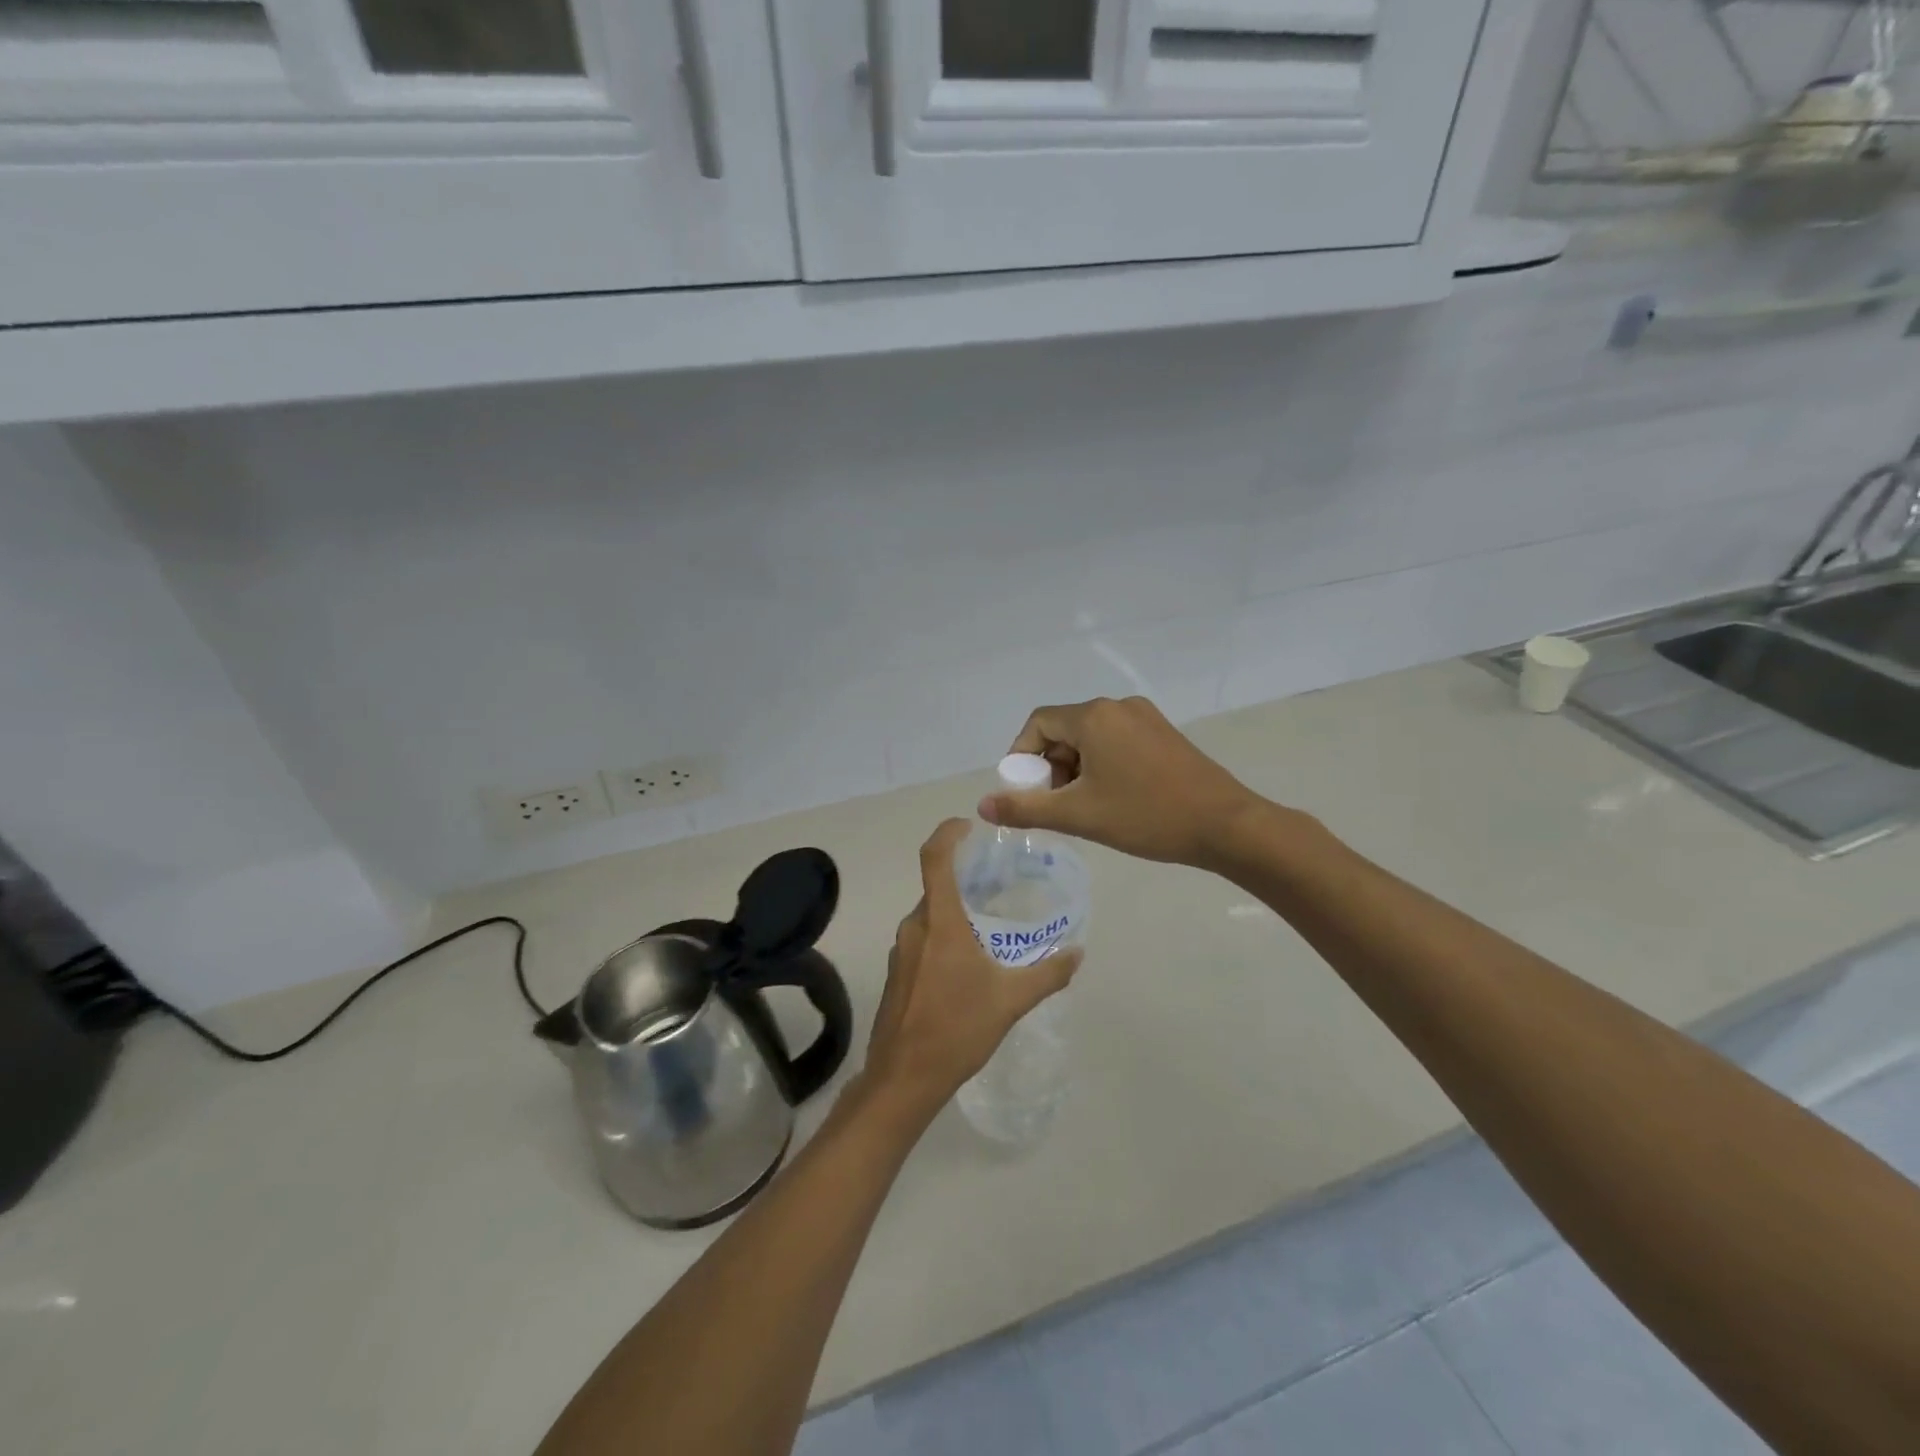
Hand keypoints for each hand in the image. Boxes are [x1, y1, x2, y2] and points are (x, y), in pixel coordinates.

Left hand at [860, 819, 1080, 1121]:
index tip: (969, 826)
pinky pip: (922, 940)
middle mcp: (914, 927)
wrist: (903, 1078)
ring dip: (956, 912)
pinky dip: (944, 937)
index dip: (948, 833)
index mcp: (939, 922)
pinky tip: (967, 964)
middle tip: (998, 883)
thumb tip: (1078, 953)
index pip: (934, 858)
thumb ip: (1048, 974)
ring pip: (930, 916)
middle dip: (965, 880)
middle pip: (936, 887)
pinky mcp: (896, 974)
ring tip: (989, 925)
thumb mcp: (1011, 1000)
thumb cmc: (957, 1029)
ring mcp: (900, 951)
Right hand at [978, 697, 1260, 869]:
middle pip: (1065, 729)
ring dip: (1076, 769)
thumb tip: (983, 806)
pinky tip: (1114, 798)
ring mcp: (1145, 718)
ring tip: (1085, 808)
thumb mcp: (1079, 815)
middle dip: (1051, 767)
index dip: (1022, 757)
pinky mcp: (1164, 733)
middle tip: (1057, 806)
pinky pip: (1117, 742)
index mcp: (1094, 716)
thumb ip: (1026, 808)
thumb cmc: (1146, 816)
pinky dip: (1102, 765)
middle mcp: (1117, 706)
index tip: (1026, 792)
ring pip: (1091, 738)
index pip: (1038, 724)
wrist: (1226, 825)